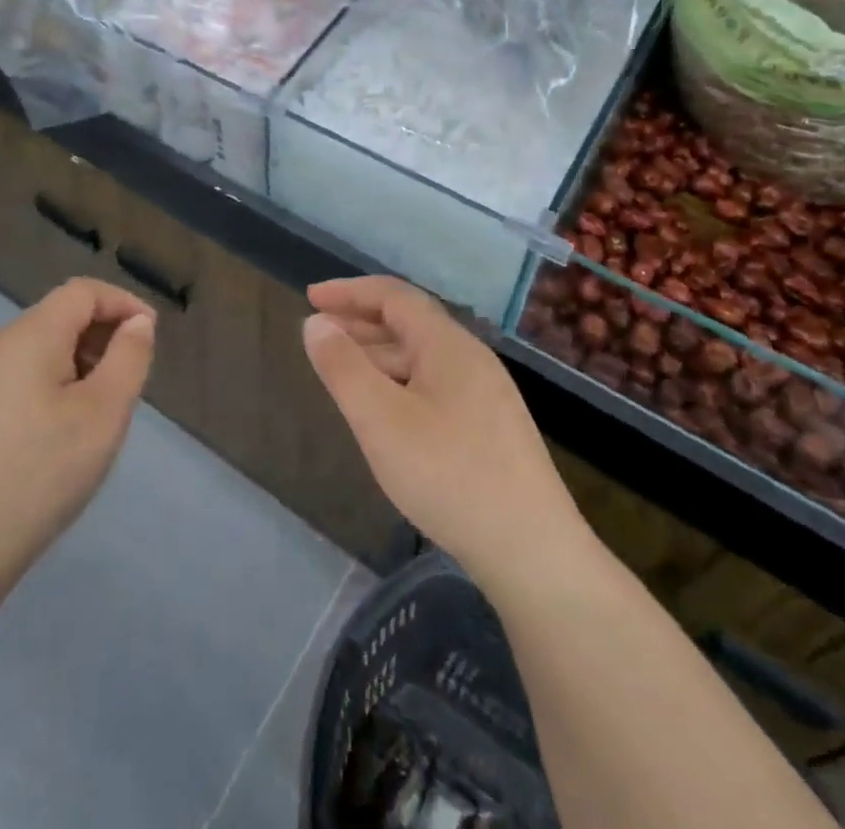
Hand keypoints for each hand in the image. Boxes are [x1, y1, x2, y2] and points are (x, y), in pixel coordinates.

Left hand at [0, 278, 154, 600]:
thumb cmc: (39, 474)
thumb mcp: (103, 414)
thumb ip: (128, 358)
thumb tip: (137, 322)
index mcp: (30, 335)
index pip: (83, 291)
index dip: (123, 303)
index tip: (152, 337)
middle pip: (61, 316)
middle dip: (104, 336)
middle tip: (130, 383)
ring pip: (44, 349)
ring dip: (82, 363)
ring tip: (102, 412)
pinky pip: (24, 377)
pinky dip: (57, 385)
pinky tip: (65, 433)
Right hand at [304, 276, 583, 592]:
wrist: (533, 551)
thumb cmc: (449, 475)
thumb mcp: (381, 420)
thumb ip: (344, 368)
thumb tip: (316, 323)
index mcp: (447, 344)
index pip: (394, 296)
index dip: (350, 292)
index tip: (311, 298)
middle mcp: (471, 358)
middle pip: (409, 323)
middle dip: (360, 322)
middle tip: (319, 333)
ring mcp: (486, 393)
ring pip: (422, 357)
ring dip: (379, 354)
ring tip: (343, 371)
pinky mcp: (491, 427)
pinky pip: (435, 384)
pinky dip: (399, 381)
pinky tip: (385, 411)